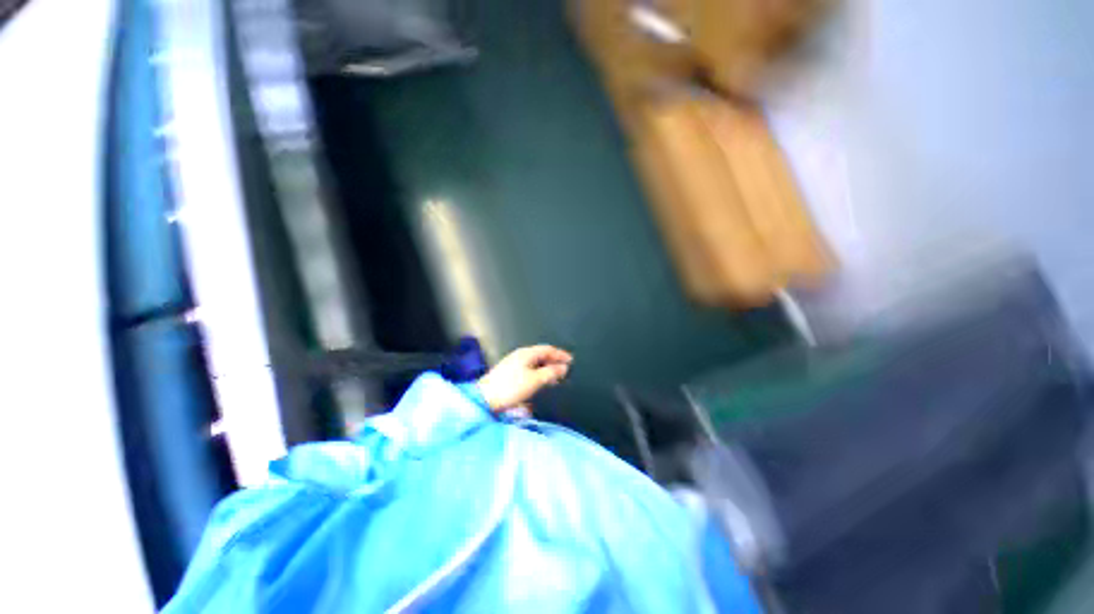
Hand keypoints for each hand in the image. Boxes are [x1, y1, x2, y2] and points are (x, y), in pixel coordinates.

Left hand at [476, 345, 572, 411]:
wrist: (485, 398)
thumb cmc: (510, 387)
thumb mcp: (535, 380)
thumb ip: (550, 373)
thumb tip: (563, 367)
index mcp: (527, 353)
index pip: (547, 349)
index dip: (560, 354)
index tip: (571, 360)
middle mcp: (520, 355)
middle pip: (541, 355)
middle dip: (554, 361)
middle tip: (565, 370)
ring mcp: (514, 363)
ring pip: (535, 363)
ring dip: (546, 368)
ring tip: (556, 378)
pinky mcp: (509, 372)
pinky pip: (529, 369)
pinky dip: (538, 373)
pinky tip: (540, 382)